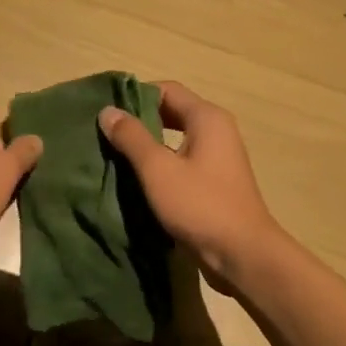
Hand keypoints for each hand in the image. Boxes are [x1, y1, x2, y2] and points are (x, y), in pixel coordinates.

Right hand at [97, 81, 285, 286]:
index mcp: (207, 118)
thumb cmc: (200, 205)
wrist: (241, 254)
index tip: (106, 111)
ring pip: (175, 142)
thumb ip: (132, 137)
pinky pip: (181, 164)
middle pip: (171, 114)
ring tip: (113, 157)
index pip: (166, 90)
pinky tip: (136, 182)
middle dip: (138, 123)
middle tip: (104, 135)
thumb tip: (108, 111)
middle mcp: (216, 132)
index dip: (134, 96)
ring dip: (147, 147)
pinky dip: (160, 167)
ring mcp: (217, 159)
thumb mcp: (158, 169)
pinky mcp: (214, 184)